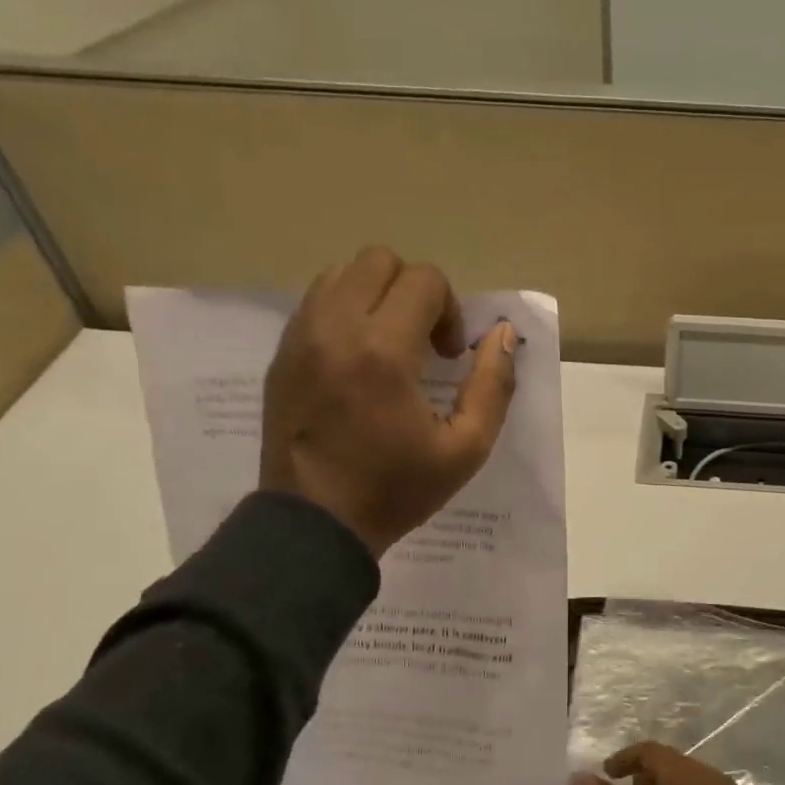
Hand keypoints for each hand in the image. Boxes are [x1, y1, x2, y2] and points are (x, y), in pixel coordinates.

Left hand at [260, 246, 515, 556]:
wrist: (314, 524)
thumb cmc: (395, 489)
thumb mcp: (466, 448)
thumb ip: (494, 385)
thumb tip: (501, 334)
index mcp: (383, 351)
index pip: (424, 280)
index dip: (450, 310)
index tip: (448, 356)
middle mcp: (335, 328)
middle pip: (380, 260)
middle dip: (415, 291)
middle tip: (423, 343)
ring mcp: (300, 337)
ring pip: (342, 273)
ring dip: (377, 296)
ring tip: (390, 346)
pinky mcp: (282, 353)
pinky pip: (316, 301)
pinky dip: (346, 311)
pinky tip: (358, 360)